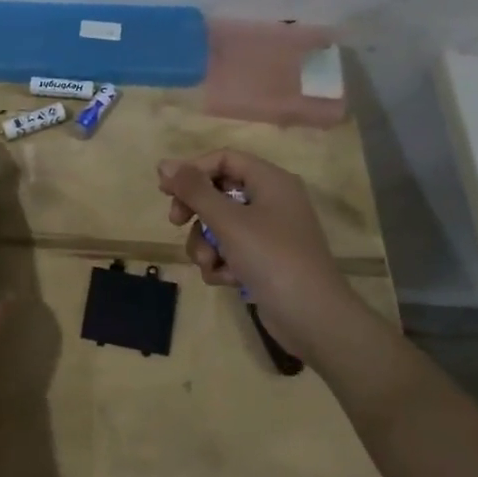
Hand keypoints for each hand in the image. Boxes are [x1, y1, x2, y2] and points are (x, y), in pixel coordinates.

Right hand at [157, 150, 361, 359]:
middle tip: (177, 223)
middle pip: (219, 192)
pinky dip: (223, 263)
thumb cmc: (271, 258)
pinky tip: (226, 280)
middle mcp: (272, 201)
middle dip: (196, 211)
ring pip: (221, 225)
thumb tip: (164, 164)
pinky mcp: (266, 260)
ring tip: (210, 264)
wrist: (313, 318)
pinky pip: (232, 250)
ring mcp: (270, 232)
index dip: (192, 171)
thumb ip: (194, 190)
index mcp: (270, 181)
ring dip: (206, 244)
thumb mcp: (228, 220)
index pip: (223, 159)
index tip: (166, 190)